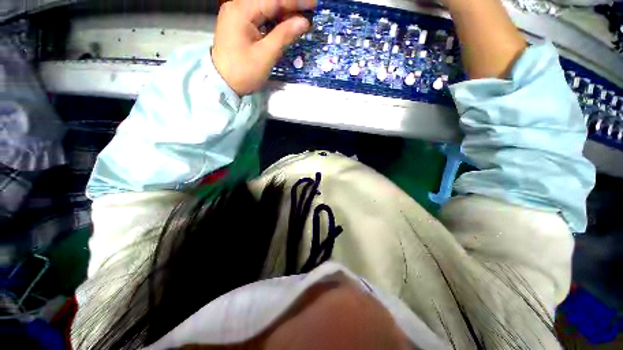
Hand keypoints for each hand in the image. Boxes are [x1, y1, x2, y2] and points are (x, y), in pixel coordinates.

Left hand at [212, 0, 316, 95]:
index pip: (274, 0)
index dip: (295, 2)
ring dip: (283, 14)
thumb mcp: (265, 55)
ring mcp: (237, 14)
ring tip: (300, 21)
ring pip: (265, 8)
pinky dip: (274, 21)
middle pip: (269, 2)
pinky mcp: (239, 24)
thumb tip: (304, 22)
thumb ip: (284, 36)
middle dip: (290, 7)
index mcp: (241, 11)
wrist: (223, 84)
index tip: (314, 4)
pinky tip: (285, 25)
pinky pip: (260, 17)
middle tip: (309, 14)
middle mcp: (237, 6)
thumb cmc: (243, 72)